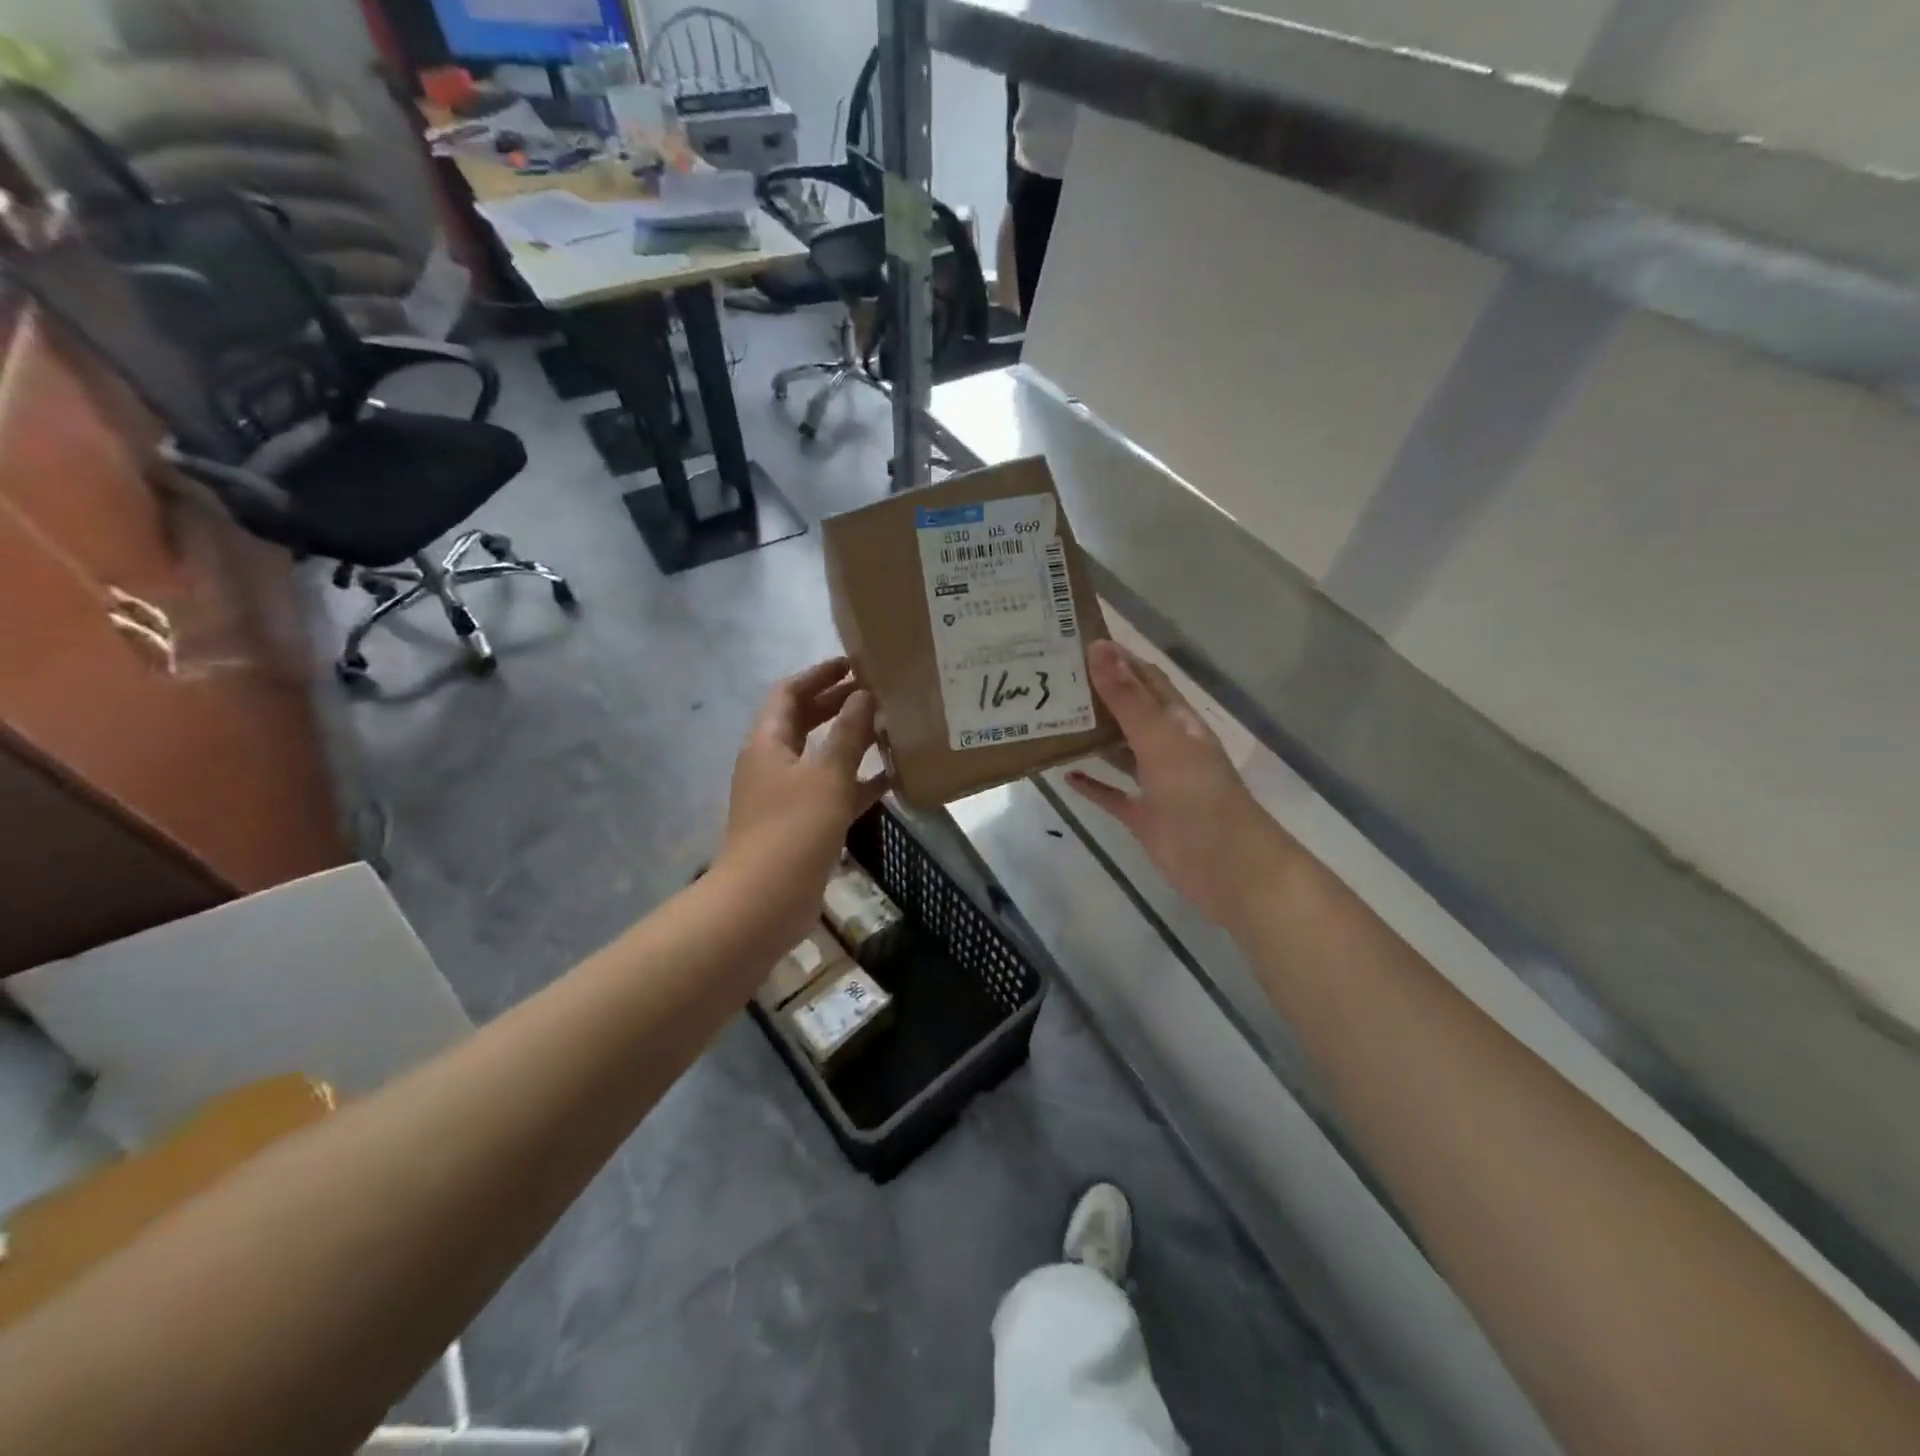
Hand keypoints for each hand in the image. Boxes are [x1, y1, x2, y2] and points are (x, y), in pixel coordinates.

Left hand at [721, 658, 888, 945]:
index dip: (819, 675)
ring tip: (890, 727)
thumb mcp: (826, 775)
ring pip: (821, 757)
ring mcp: (787, 796)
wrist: (764, 902)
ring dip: (851, 741)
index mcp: (768, 742)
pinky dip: (857, 781)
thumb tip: (864, 694)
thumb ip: (848, 733)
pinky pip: (833, 791)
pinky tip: (892, 777)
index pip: (789, 693)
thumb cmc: (793, 829)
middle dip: (837, 704)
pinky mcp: (803, 824)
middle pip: (804, 721)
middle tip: (878, 692)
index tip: (854, 664)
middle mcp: (774, 763)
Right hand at [1068, 641, 1292, 931]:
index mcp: (1177, 721)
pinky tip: (1064, 775)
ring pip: (1118, 751)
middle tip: (1050, 681)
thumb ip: (1128, 697)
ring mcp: (1155, 782)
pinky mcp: (1143, 816)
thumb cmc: (1197, 794)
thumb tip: (1098, 647)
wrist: (1225, 865)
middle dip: (1097, 695)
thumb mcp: (1160, 739)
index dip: (1118, 658)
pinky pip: (1112, 794)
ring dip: (1091, 737)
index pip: (1145, 678)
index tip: (1076, 643)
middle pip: (1129, 712)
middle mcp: (1166, 746)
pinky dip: (1092, 785)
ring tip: (1051, 720)